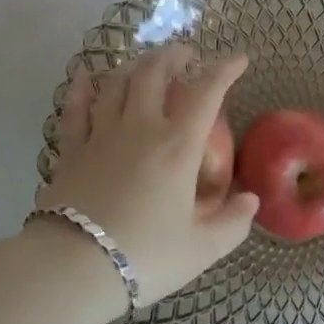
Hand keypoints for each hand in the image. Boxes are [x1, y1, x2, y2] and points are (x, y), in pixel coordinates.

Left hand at [35, 44, 258, 304]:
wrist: (73, 269)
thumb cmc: (144, 257)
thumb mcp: (200, 250)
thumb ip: (232, 224)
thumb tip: (251, 199)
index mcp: (178, 146)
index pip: (207, 92)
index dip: (225, 69)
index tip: (239, 58)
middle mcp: (141, 128)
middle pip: (154, 72)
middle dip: (173, 55)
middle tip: (185, 55)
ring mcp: (102, 134)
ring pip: (117, 82)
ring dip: (134, 64)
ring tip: (145, 62)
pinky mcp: (71, 150)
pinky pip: (75, 109)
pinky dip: (80, 88)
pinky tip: (83, 75)